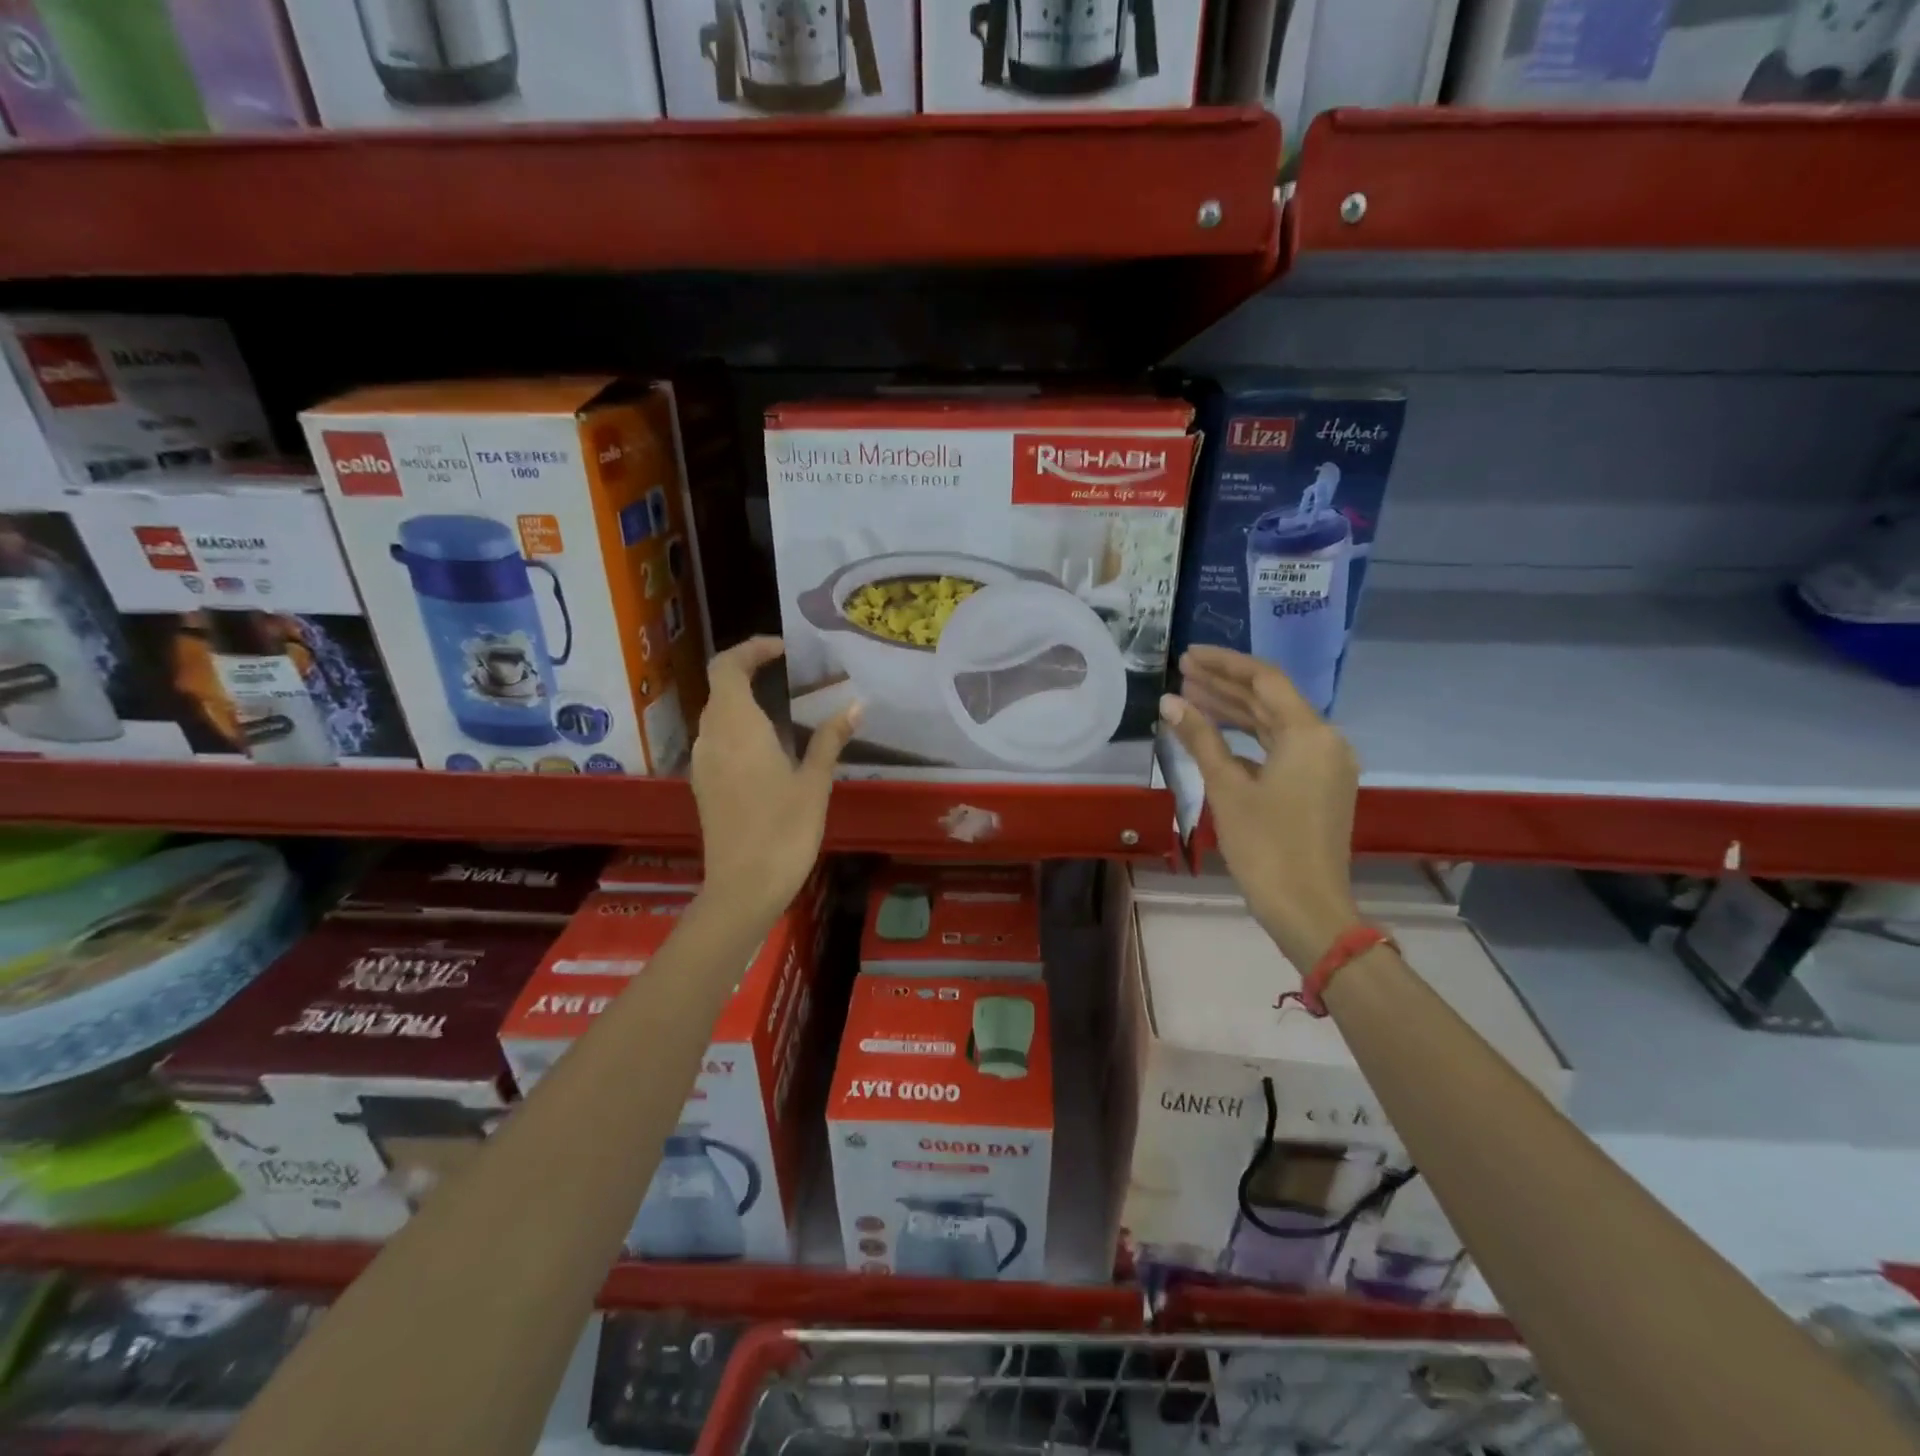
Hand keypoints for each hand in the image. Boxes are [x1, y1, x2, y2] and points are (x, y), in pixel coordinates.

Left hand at [689, 637, 859, 919]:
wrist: (743, 888)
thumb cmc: (783, 831)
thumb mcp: (814, 783)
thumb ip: (830, 739)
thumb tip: (857, 704)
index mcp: (736, 727)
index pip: (727, 666)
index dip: (751, 649)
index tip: (784, 650)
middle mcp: (711, 737)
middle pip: (721, 687)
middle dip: (751, 672)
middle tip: (793, 675)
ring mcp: (704, 763)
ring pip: (718, 715)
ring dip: (745, 701)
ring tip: (787, 708)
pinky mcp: (705, 785)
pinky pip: (718, 740)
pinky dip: (740, 728)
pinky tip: (772, 747)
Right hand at [1159, 645, 1360, 969]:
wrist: (1308, 908)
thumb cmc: (1265, 846)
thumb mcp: (1227, 788)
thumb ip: (1200, 739)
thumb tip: (1169, 702)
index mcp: (1309, 734)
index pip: (1264, 680)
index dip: (1224, 663)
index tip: (1187, 656)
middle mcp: (1325, 741)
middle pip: (1271, 699)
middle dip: (1226, 684)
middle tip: (1182, 673)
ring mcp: (1325, 765)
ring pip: (1275, 724)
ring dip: (1235, 710)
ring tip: (1192, 698)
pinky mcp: (1319, 786)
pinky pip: (1281, 748)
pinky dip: (1249, 739)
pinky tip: (1217, 738)